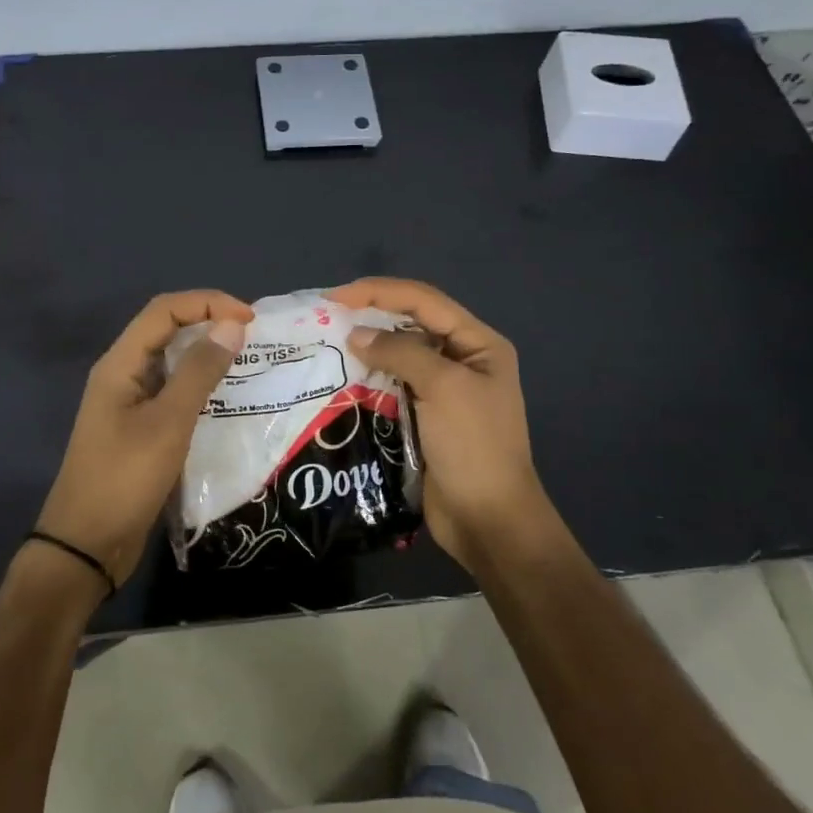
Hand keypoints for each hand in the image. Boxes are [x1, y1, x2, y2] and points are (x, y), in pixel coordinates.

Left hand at [35, 290, 252, 590]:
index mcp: (120, 364)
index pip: (164, 311)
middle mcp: (122, 375)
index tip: (249, 320)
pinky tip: (226, 400)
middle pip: (166, 330)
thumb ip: (200, 371)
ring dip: (206, 355)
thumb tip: (231, 325)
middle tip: (252, 338)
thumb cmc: (125, 478)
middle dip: (208, 323)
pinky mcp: (138, 429)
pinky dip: (199, 387)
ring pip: (171, 362)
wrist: (86, 546)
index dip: (207, 303)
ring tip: (247, 363)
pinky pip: (172, 393)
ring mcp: (128, 403)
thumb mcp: (169, 422)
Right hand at [331, 277, 554, 571]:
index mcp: (478, 344)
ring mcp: (442, 390)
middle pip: (410, 323)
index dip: (379, 292)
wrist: (488, 520)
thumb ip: (400, 352)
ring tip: (326, 344)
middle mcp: (461, 359)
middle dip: (370, 315)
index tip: (335, 297)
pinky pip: (391, 385)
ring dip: (365, 348)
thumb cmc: (473, 446)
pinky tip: (340, 377)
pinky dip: (367, 377)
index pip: (424, 301)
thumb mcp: (443, 388)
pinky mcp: (422, 416)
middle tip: (325, 318)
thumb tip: (355, 334)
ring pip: (397, 355)